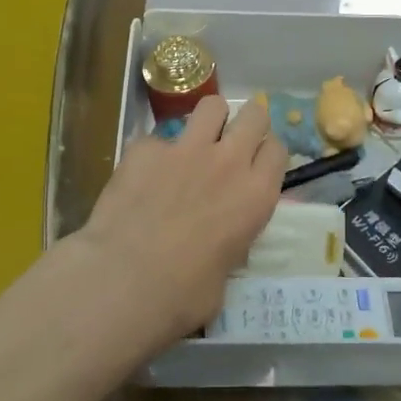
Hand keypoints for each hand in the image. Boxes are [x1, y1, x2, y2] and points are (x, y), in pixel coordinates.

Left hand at [70, 94, 284, 348]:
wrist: (123, 280)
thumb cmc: (182, 295)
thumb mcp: (224, 276)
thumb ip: (229, 245)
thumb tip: (217, 247)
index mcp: (256, 195)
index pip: (277, 149)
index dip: (266, 153)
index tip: (256, 163)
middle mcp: (228, 162)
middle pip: (254, 115)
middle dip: (247, 121)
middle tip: (233, 140)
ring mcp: (186, 148)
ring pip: (211, 105)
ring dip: (208, 120)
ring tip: (196, 140)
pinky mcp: (146, 148)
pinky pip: (157, 138)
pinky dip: (153, 154)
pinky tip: (141, 176)